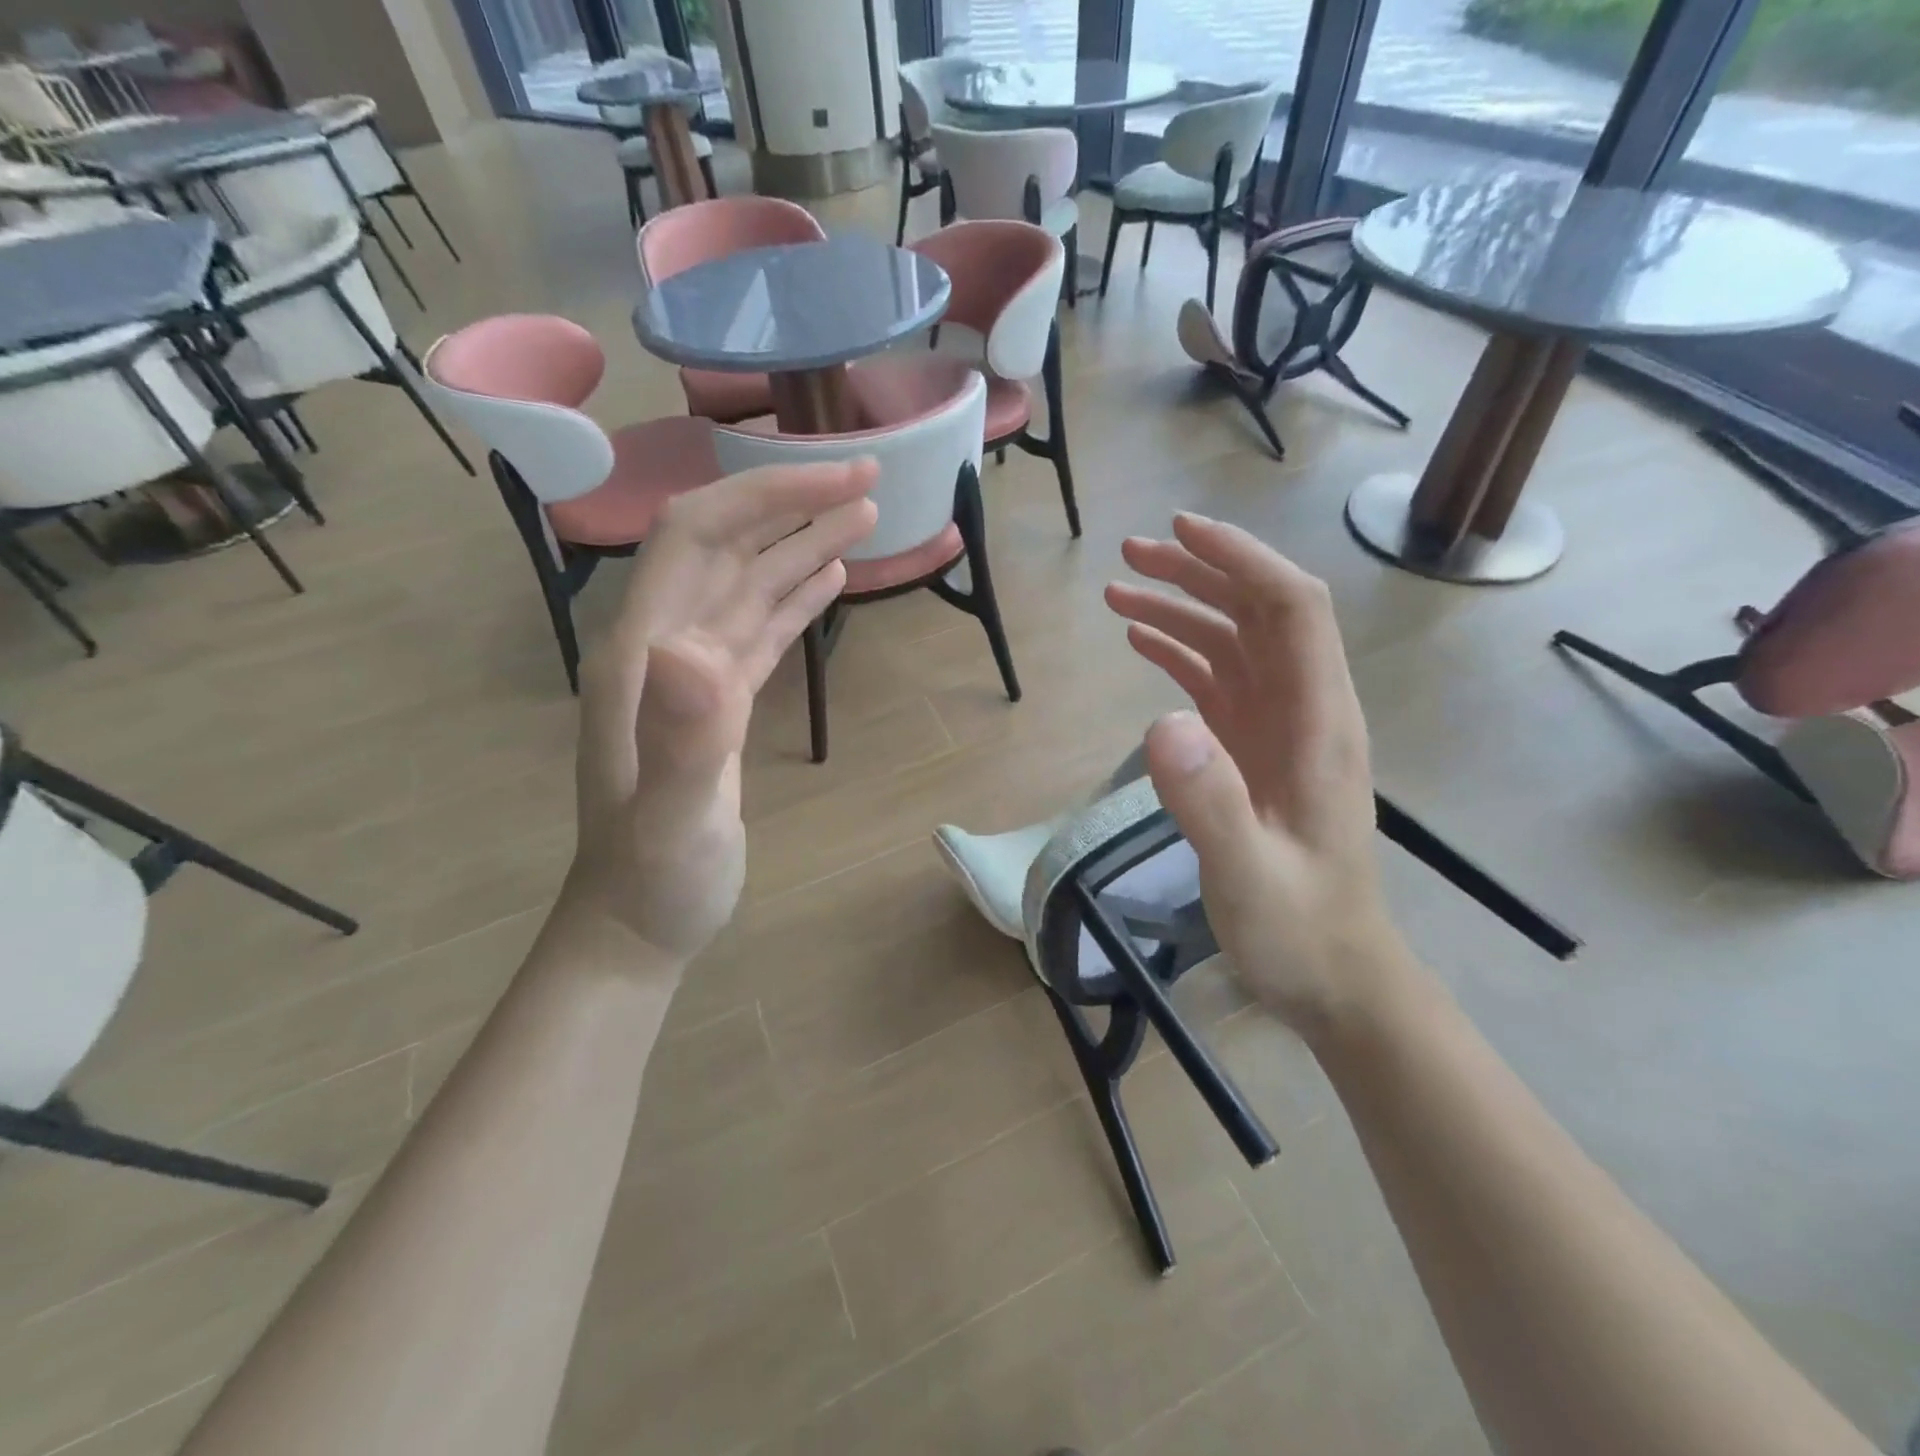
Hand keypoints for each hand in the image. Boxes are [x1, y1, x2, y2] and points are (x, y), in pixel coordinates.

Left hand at [560, 461, 878, 962]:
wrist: (637, 924)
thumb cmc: (653, 880)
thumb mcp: (671, 819)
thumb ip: (683, 738)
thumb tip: (696, 649)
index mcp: (644, 654)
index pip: (696, 538)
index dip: (762, 497)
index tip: (834, 481)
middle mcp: (664, 647)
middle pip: (727, 547)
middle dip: (792, 504)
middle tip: (869, 482)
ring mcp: (693, 674)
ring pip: (750, 585)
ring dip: (803, 544)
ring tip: (866, 516)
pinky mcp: (720, 701)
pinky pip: (759, 630)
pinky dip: (794, 595)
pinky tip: (828, 576)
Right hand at [1104, 513, 1406, 1034]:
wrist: (1335, 976)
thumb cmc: (1300, 929)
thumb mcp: (1250, 875)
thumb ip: (1209, 801)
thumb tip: (1163, 720)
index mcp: (1318, 723)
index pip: (1291, 609)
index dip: (1241, 560)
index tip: (1180, 533)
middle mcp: (1304, 710)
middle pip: (1260, 612)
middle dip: (1200, 572)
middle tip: (1129, 555)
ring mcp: (1279, 728)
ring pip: (1235, 641)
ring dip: (1183, 607)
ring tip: (1119, 590)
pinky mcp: (1254, 750)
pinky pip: (1218, 681)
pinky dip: (1180, 651)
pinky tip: (1142, 641)